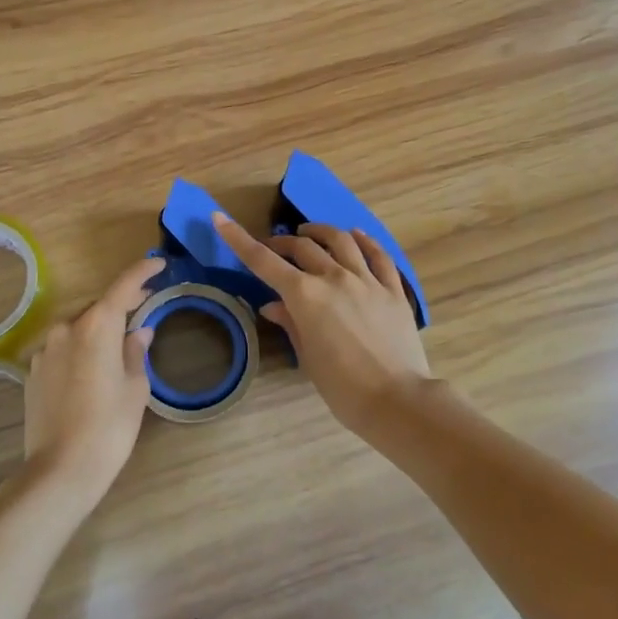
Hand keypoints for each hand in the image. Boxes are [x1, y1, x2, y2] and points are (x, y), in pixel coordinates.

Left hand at [22, 255, 163, 510]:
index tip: (159, 264)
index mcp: (96, 328)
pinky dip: (79, 351)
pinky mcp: (32, 373)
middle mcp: (66, 330)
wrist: (60, 470)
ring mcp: (44, 351)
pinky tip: (90, 372)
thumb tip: (139, 332)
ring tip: (117, 344)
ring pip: (77, 329)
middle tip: (144, 306)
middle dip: (120, 304)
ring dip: (97, 329)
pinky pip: (62, 350)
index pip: (122, 288)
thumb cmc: (109, 427)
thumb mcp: (134, 389)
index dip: (142, 272)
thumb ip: (135, 352)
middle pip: (98, 307)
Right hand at [211, 213, 430, 436]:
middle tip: (273, 248)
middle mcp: (334, 278)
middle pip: (302, 247)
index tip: (221, 219)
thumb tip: (273, 306)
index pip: (264, 261)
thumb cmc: (342, 387)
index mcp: (305, 296)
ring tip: (309, 233)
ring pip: (341, 240)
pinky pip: (378, 255)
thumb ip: (291, 324)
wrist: (396, 400)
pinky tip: (356, 236)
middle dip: (282, 243)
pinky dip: (364, 240)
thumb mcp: (308, 357)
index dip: (239, 239)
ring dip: (320, 232)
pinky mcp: (393, 289)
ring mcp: (367, 280)